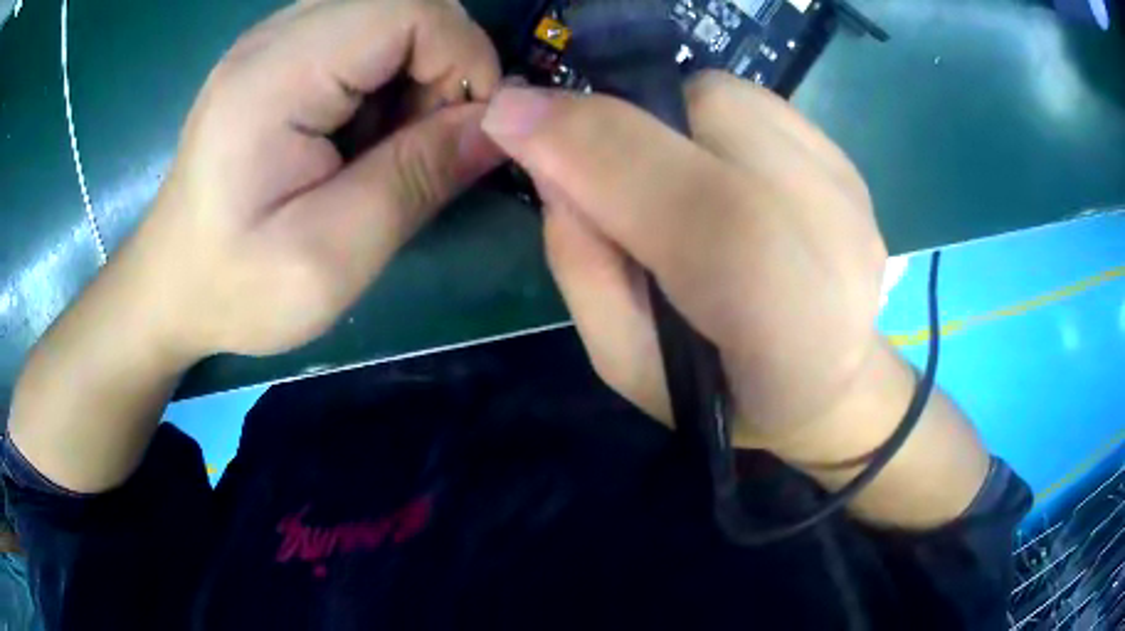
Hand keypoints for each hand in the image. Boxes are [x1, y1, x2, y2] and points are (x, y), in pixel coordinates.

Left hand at [132, 0, 503, 360]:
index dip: (463, 55)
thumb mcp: (331, 257)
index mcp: (275, 76)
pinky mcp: (276, 58)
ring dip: (416, 73)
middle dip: (442, 65)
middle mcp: (273, 37)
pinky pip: (361, 38)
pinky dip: (387, 78)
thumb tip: (498, 127)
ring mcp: (272, 42)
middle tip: (423, 144)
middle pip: (404, 3)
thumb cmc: (235, 288)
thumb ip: (417, 179)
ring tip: (386, 145)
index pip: (408, 8)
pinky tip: (358, 134)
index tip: (467, 129)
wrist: (169, 287)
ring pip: (389, 17)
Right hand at [481, 72, 888, 450]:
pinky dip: (712, 120)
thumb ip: (580, 262)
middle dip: (623, 125)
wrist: (832, 384)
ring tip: (672, 178)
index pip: (678, 194)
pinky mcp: (849, 163)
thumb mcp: (623, 363)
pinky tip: (723, 173)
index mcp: (775, 312)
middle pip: (700, 111)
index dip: (581, 141)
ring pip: (723, 94)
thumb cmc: (721, 393)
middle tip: (605, 173)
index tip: (506, 115)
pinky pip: (755, 102)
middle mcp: (827, 231)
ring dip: (668, 119)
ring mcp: (845, 188)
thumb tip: (547, 157)